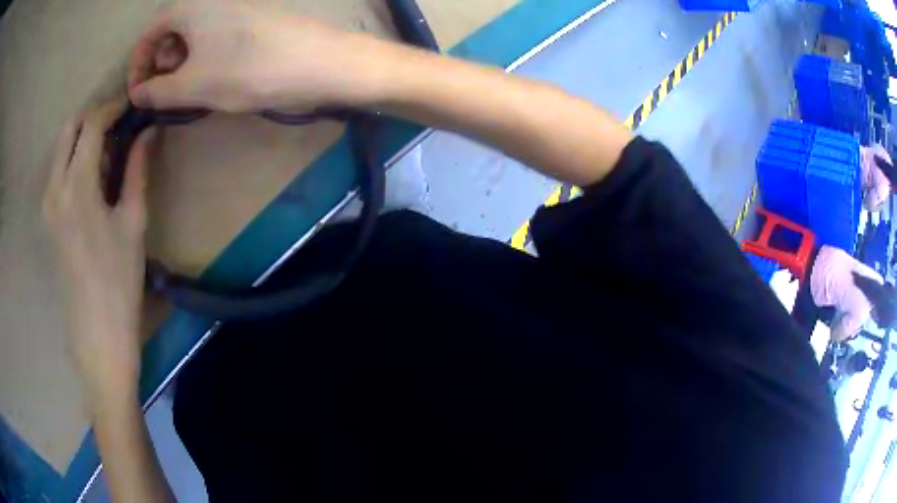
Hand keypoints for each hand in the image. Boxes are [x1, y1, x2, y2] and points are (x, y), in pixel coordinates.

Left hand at [43, 98, 154, 402]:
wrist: (97, 333)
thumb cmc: (119, 282)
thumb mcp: (132, 222)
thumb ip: (137, 170)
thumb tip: (149, 131)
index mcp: (77, 186)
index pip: (92, 123)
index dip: (114, 106)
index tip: (134, 105)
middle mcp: (55, 187)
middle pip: (70, 127)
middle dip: (95, 115)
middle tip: (120, 123)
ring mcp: (48, 203)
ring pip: (62, 146)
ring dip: (84, 135)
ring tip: (111, 150)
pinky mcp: (49, 217)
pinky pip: (59, 169)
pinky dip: (76, 157)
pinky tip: (95, 175)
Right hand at [128, 0, 383, 112]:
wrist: (319, 61)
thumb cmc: (249, 70)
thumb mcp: (193, 86)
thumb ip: (158, 91)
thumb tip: (138, 94)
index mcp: (192, 7)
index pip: (150, 31)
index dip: (138, 63)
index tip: (140, 93)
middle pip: (171, 29)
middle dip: (161, 62)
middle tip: (169, 91)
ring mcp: (236, 6)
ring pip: (195, 33)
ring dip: (184, 61)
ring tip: (193, 86)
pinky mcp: (254, 17)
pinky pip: (217, 34)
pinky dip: (206, 55)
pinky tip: (215, 75)